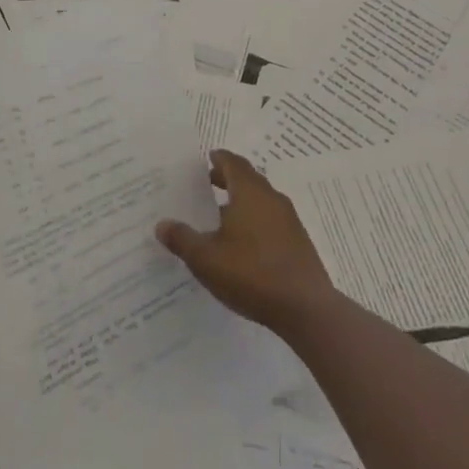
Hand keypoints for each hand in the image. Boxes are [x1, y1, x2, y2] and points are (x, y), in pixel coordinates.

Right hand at [157, 150, 335, 334]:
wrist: (307, 309)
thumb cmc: (252, 274)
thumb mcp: (206, 259)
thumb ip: (182, 239)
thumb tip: (162, 225)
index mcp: (249, 193)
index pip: (233, 163)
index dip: (219, 159)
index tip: (207, 159)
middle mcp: (271, 199)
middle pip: (248, 179)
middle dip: (228, 178)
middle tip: (207, 183)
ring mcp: (289, 221)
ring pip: (261, 200)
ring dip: (242, 201)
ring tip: (221, 216)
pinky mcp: (298, 243)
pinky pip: (272, 220)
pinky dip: (255, 221)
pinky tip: (243, 243)